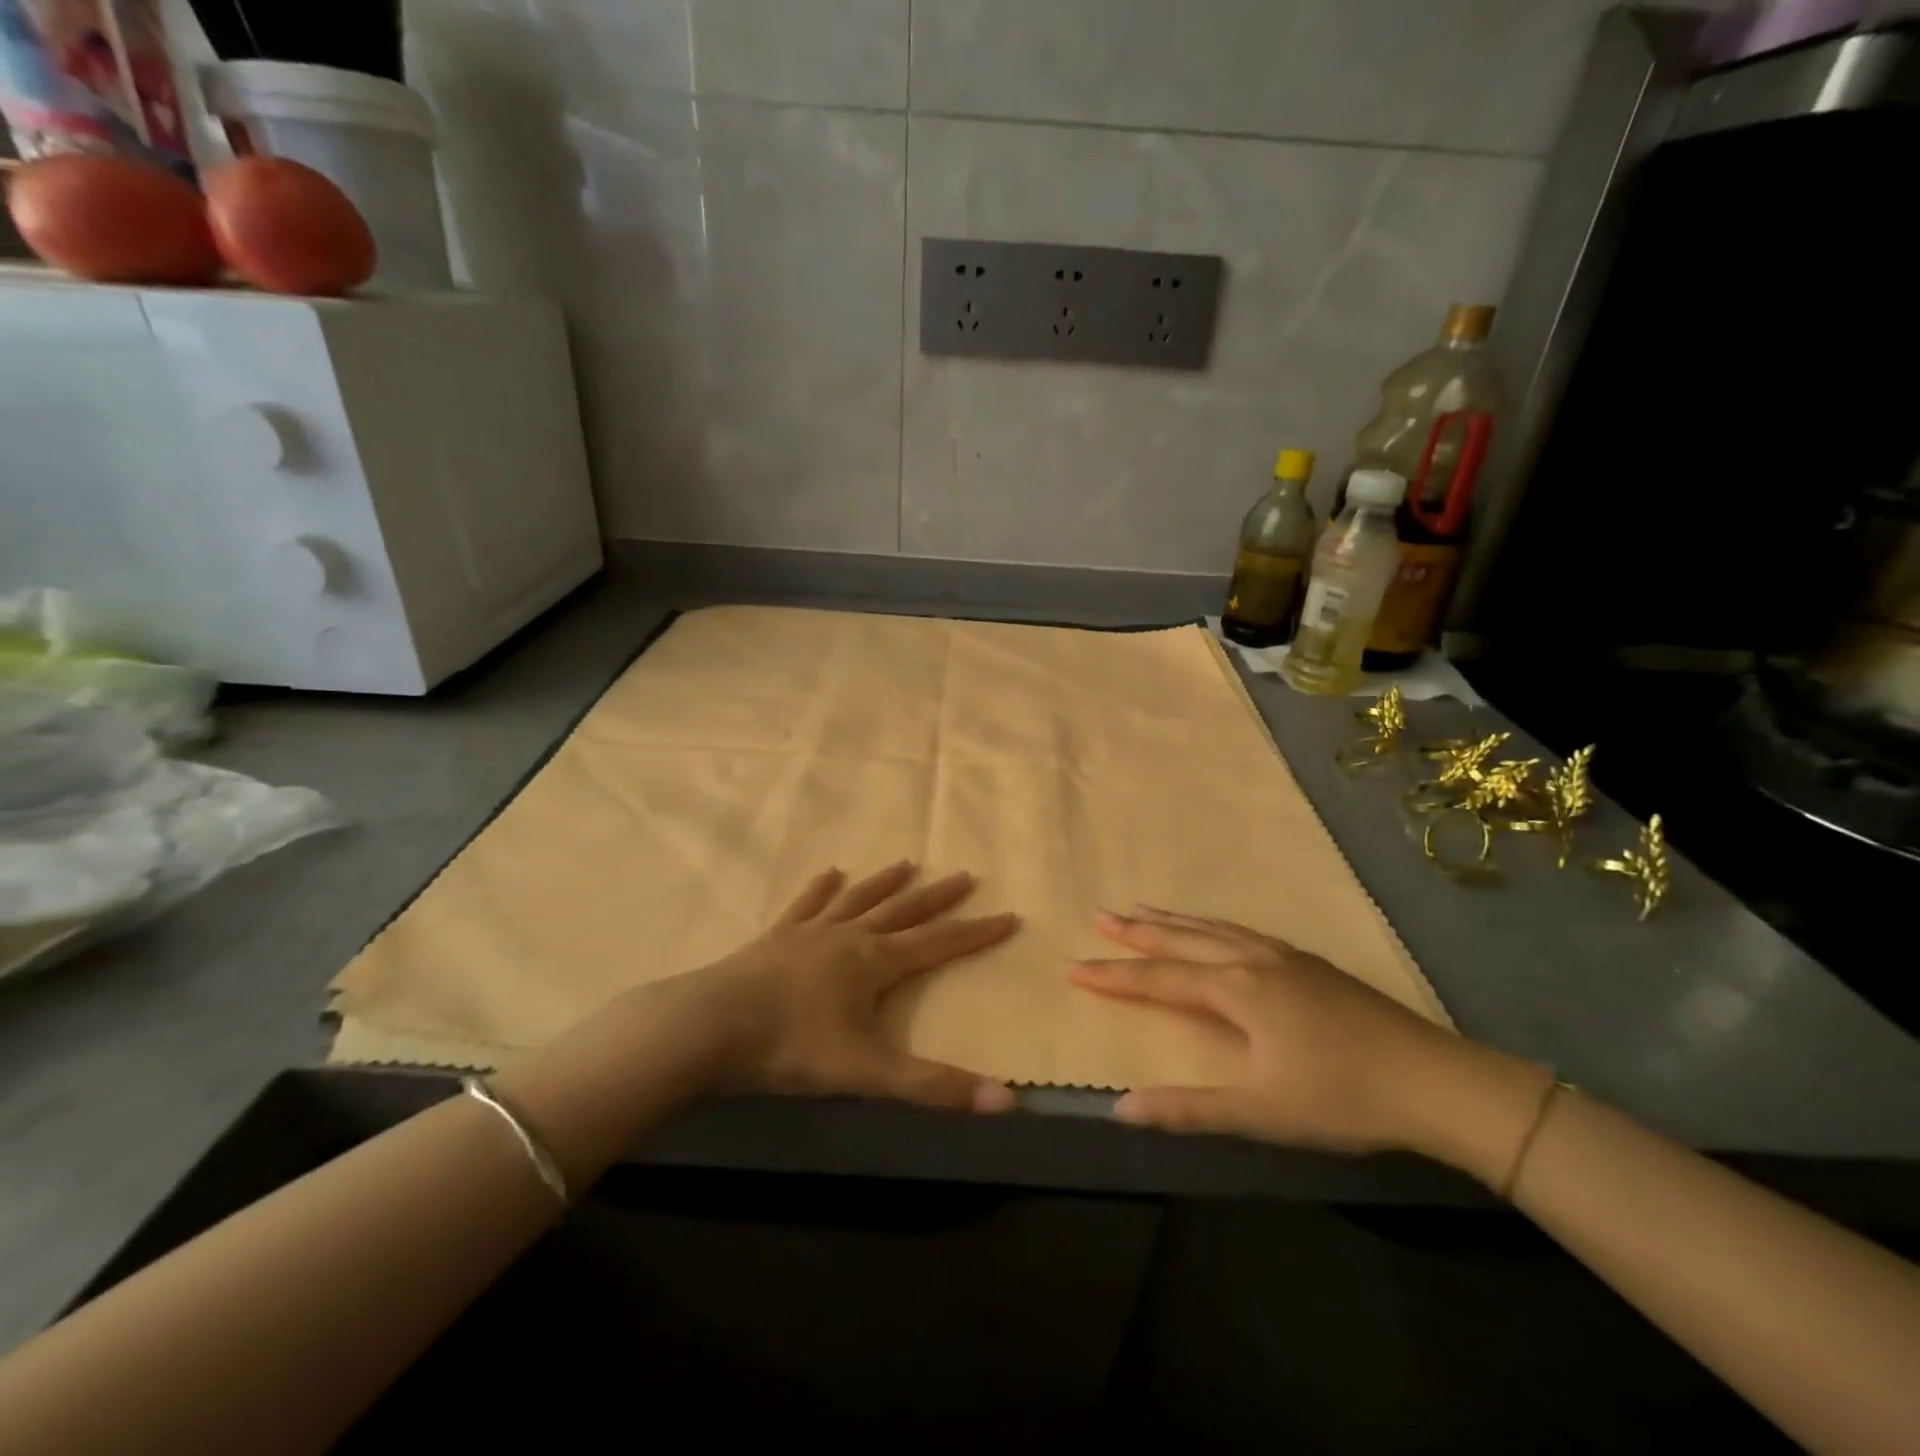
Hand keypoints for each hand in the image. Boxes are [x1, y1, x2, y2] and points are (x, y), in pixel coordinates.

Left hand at [683, 861, 1020, 1112]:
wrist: (711, 1025)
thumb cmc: (791, 1047)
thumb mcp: (867, 1073)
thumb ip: (933, 1087)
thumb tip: (1007, 1103)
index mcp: (874, 963)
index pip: (939, 943)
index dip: (976, 932)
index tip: (1008, 915)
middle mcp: (848, 937)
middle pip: (903, 911)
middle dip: (937, 897)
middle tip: (964, 875)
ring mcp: (810, 932)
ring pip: (857, 900)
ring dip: (884, 883)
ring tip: (907, 862)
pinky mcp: (776, 937)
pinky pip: (805, 905)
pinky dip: (819, 889)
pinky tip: (828, 873)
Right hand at [1068, 907, 1545, 1162]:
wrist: (1435, 1081)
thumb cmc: (1342, 1098)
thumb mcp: (1262, 1112)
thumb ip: (1189, 1108)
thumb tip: (1121, 1109)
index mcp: (1237, 990)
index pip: (1160, 979)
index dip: (1114, 975)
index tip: (1074, 966)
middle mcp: (1253, 960)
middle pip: (1183, 940)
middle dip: (1137, 931)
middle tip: (1100, 915)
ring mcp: (1284, 957)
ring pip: (1215, 929)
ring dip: (1174, 921)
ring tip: (1143, 909)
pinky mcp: (1309, 964)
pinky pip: (1243, 931)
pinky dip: (1212, 925)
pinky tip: (1218, 930)